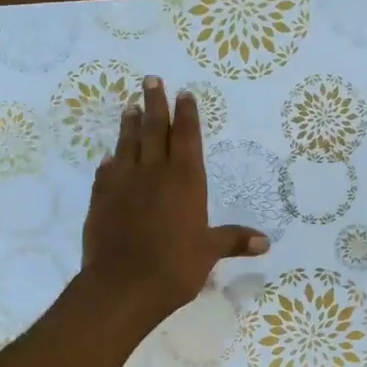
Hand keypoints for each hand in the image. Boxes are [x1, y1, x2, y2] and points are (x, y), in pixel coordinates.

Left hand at [79, 75, 269, 331]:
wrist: (122, 286)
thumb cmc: (174, 267)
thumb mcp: (209, 253)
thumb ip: (233, 241)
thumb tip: (265, 242)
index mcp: (185, 181)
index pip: (187, 138)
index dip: (186, 115)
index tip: (183, 94)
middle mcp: (154, 173)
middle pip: (154, 130)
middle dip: (154, 104)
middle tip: (151, 80)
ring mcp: (123, 184)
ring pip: (127, 145)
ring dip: (130, 125)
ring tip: (130, 107)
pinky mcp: (101, 200)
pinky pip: (106, 173)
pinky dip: (110, 162)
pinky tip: (109, 158)